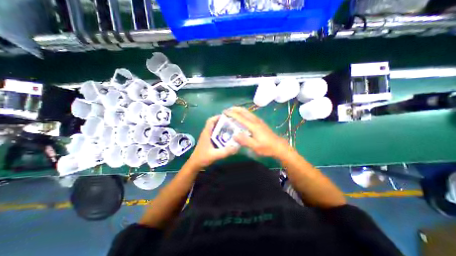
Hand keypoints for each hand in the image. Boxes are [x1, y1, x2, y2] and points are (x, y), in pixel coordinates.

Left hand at [188, 116, 238, 169]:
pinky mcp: (208, 141)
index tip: (227, 117)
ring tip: (231, 129)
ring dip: (222, 128)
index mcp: (206, 133)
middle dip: (222, 122)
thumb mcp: (215, 155)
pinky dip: (221, 133)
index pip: (211, 121)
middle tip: (232, 123)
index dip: (218, 117)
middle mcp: (206, 133)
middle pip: (214, 123)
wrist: (194, 164)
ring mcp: (207, 137)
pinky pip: (215, 134)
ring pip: (215, 129)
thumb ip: (225, 151)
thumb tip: (237, 146)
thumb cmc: (202, 158)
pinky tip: (227, 137)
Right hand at [225, 106, 291, 157]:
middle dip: (235, 109)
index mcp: (253, 126)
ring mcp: (258, 121)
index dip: (232, 114)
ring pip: (247, 112)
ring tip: (232, 111)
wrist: (279, 146)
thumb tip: (234, 135)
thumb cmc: (267, 147)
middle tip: (227, 110)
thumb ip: (245, 140)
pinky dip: (243, 113)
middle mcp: (255, 121)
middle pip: (244, 111)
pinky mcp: (260, 123)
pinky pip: (250, 115)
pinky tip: (242, 117)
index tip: (224, 112)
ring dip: (239, 110)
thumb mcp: (255, 146)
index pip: (240, 117)